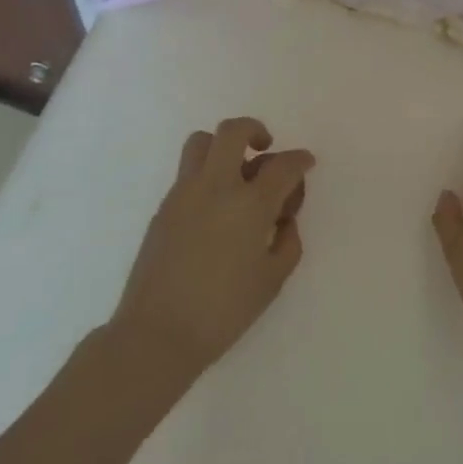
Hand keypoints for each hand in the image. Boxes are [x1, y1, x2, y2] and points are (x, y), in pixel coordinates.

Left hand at [110, 117, 311, 386]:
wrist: (157, 333)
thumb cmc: (223, 311)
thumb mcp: (272, 280)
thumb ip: (288, 242)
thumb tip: (283, 219)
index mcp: (250, 204)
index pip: (283, 165)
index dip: (300, 159)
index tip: (306, 163)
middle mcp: (216, 186)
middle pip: (233, 131)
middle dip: (255, 130)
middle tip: (265, 148)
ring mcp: (184, 193)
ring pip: (202, 142)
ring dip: (223, 146)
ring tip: (235, 172)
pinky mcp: (164, 207)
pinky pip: (188, 172)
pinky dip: (207, 175)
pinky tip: (215, 208)